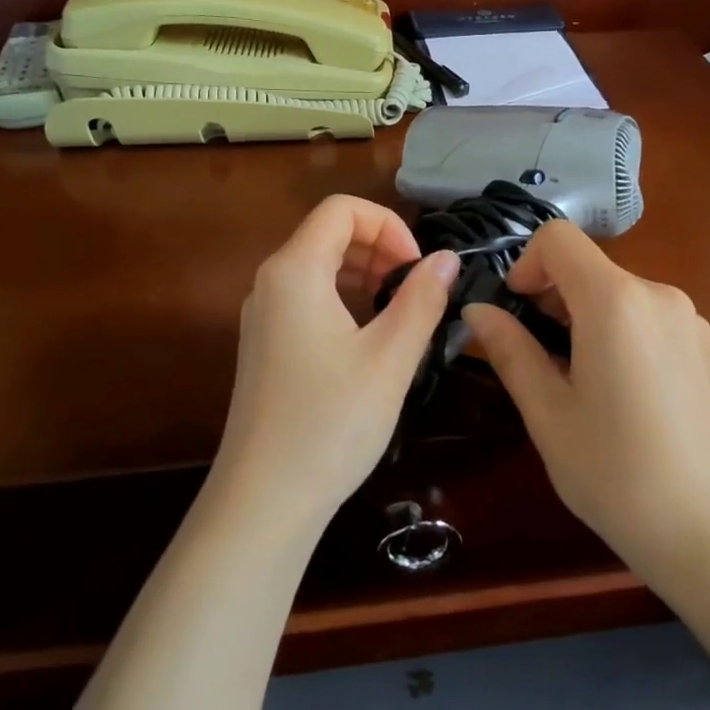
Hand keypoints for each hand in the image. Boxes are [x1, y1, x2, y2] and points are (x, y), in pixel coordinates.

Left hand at [208, 195, 457, 532]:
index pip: (342, 209)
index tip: (419, 268)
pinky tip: (371, 340)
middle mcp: (269, 283)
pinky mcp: (265, 346)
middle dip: (380, 248)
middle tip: (417, 291)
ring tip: (401, 314)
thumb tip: (447, 259)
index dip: (389, 226)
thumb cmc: (331, 422)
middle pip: (328, 234)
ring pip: (319, 268)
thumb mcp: (390, 358)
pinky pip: (308, 300)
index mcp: (294, 271)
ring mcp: (262, 316)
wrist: (264, 500)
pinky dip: (345, 301)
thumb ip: (422, 299)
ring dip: (365, 275)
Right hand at [463, 222, 709, 572]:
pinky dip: (622, 338)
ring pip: (620, 297)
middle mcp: (660, 296)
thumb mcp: (548, 413)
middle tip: (538, 362)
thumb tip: (478, 312)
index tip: (514, 312)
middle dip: (553, 300)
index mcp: (616, 302)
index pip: (558, 238)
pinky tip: (625, 401)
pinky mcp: (708, 350)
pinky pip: (650, 322)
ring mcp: (692, 323)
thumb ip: (511, 350)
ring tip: (580, 387)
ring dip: (587, 322)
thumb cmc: (616, 473)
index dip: (525, 265)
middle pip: (590, 269)